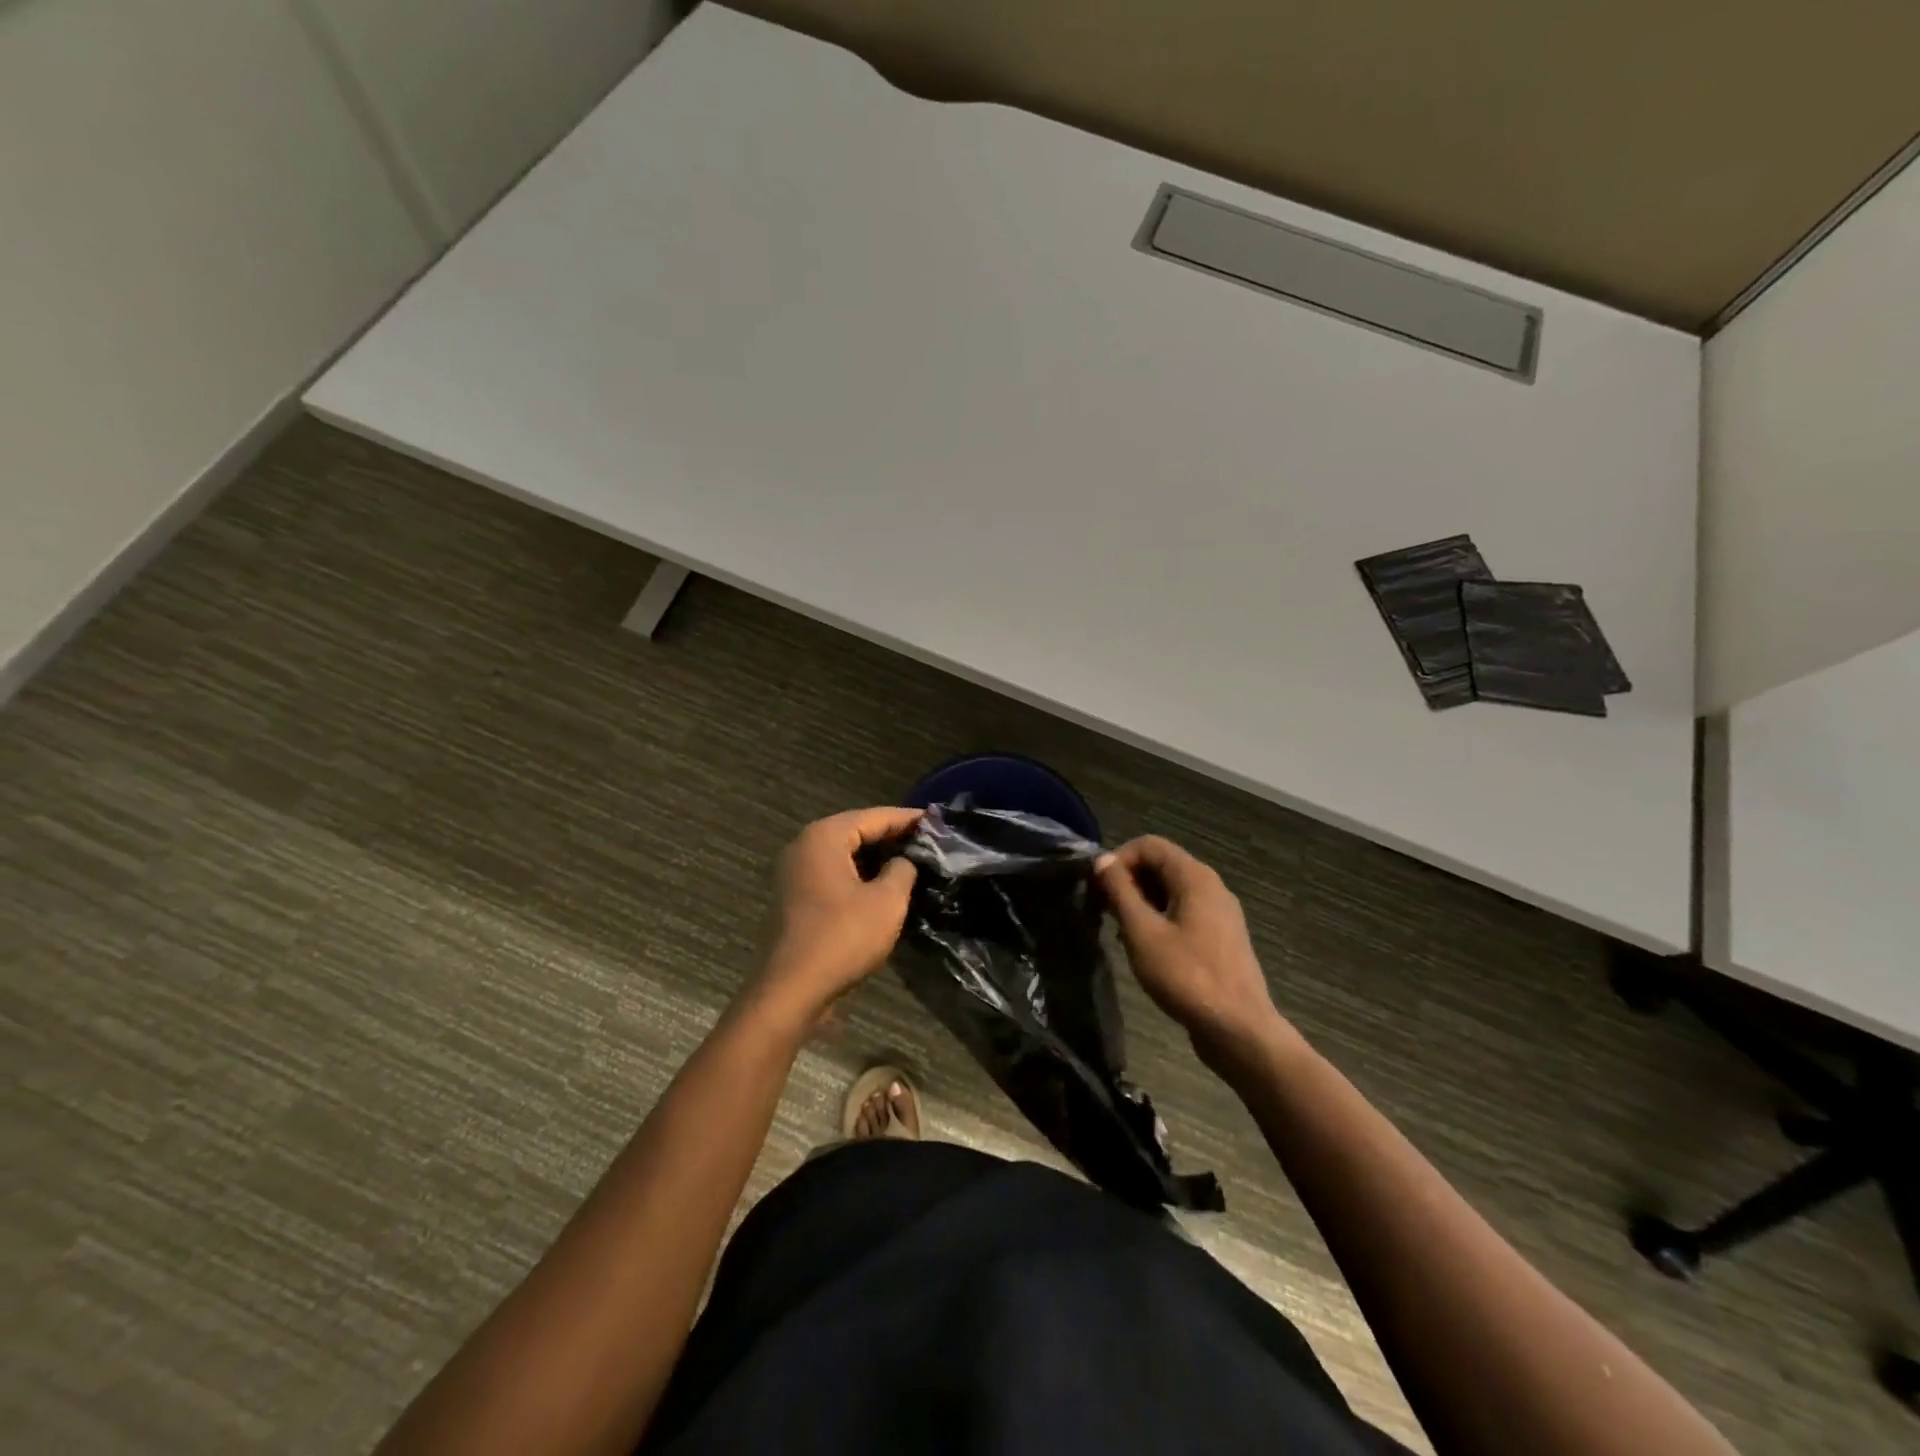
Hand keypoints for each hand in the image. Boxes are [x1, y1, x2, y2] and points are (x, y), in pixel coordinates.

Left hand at [752, 807, 921, 1025]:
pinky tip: (883, 886)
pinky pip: (833, 874)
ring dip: (876, 858)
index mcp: (825, 837)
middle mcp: (804, 845)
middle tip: (928, 842)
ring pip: (844, 854)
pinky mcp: (795, 897)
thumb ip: (903, 870)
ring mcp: (795, 872)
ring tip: (912, 862)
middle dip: (892, 836)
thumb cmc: (842, 938)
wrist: (791, 991)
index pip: (875, 816)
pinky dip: (858, 875)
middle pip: (856, 831)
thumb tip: (904, 861)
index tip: (938, 821)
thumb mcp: (887, 902)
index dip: (908, 819)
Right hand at [1096, 836, 1284, 1058]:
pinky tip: (1145, 948)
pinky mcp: (1220, 937)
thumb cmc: (1187, 976)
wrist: (1239, 1029)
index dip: (1118, 859)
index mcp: (1195, 877)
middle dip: (1128, 881)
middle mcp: (1211, 886)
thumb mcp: (1143, 932)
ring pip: (1171, 890)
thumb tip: (1102, 859)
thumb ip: (1120, 891)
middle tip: (1104, 911)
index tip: (1098, 889)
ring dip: (1141, 902)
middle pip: (1161, 865)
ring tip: (1119, 932)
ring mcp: (1219, 912)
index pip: (1149, 845)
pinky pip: (1183, 912)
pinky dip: (1159, 919)